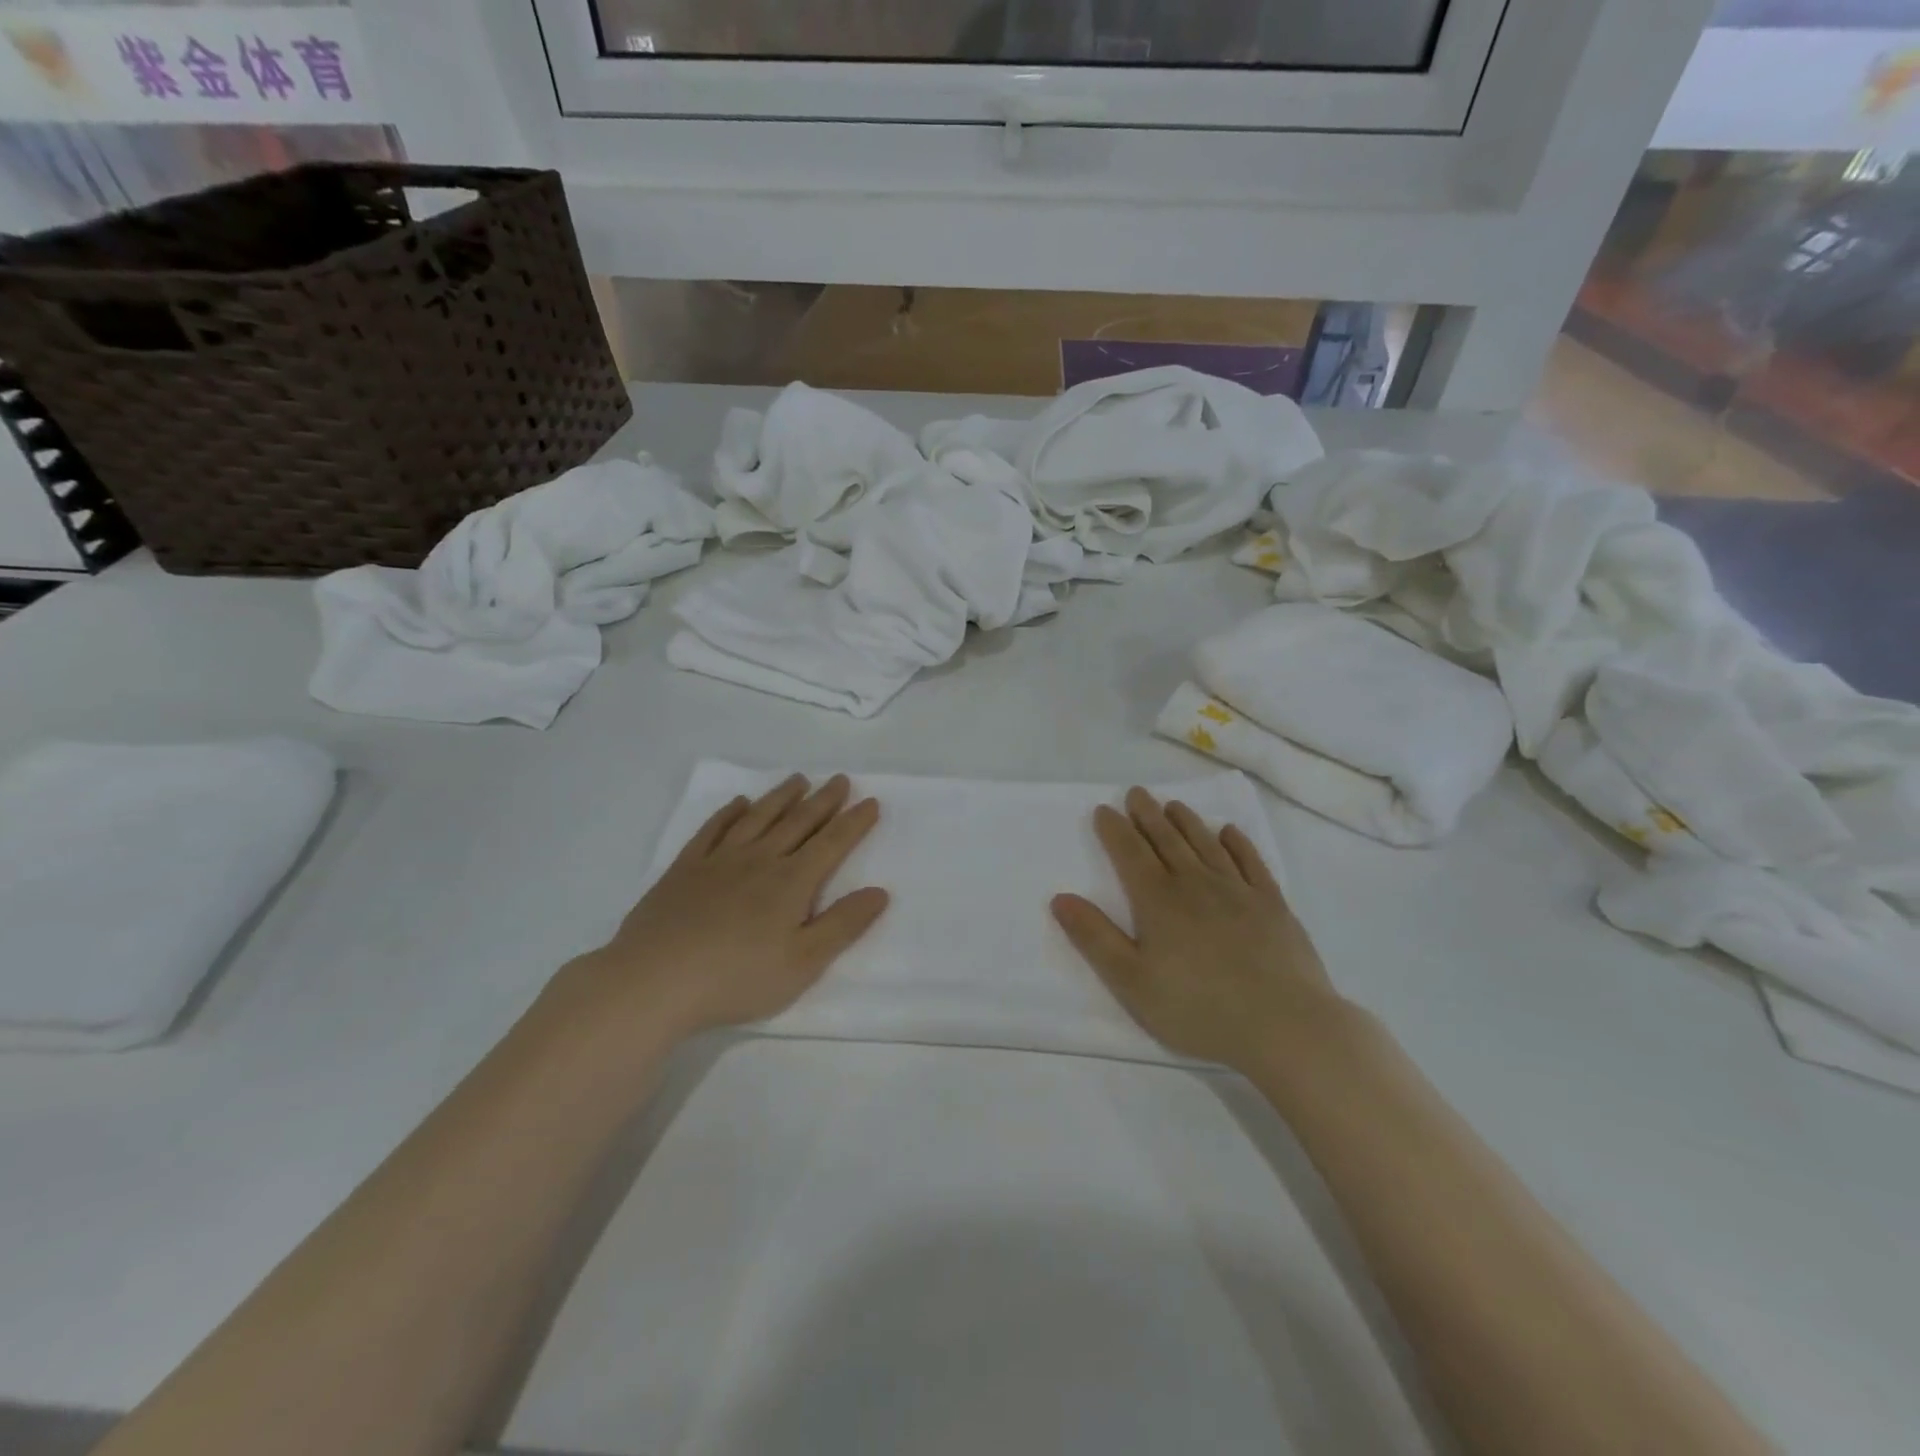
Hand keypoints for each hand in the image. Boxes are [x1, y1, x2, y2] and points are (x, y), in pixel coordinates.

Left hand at [569, 774, 888, 1038]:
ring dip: (781, 797)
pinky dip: (729, 813)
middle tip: (839, 779)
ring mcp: (719, 860)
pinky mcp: (685, 869)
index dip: (854, 822)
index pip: (832, 844)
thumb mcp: (803, 962)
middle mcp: (759, 860)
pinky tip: (738, 804)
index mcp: (791, 882)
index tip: (871, 802)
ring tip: (798, 780)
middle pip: (798, 822)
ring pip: (758, 818)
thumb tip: (880, 892)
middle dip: (823, 800)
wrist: (655, 980)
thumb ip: (843, 925)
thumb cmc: (737, 977)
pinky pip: (713, 830)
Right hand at [1052, 788, 1342, 1071]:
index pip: (1130, 853)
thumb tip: (1061, 898)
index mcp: (1158, 900)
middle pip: (1166, 839)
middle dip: (1148, 814)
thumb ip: (1094, 937)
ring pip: (1206, 844)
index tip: (1104, 810)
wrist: (1284, 1025)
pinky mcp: (1272, 905)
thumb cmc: (1198, 1008)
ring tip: (1173, 805)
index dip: (1114, 830)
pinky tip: (1229, 833)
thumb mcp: (1131, 981)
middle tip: (1136, 793)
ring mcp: (1238, 891)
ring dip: (1187, 822)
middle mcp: (1195, 883)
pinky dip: (1237, 843)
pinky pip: (1250, 862)